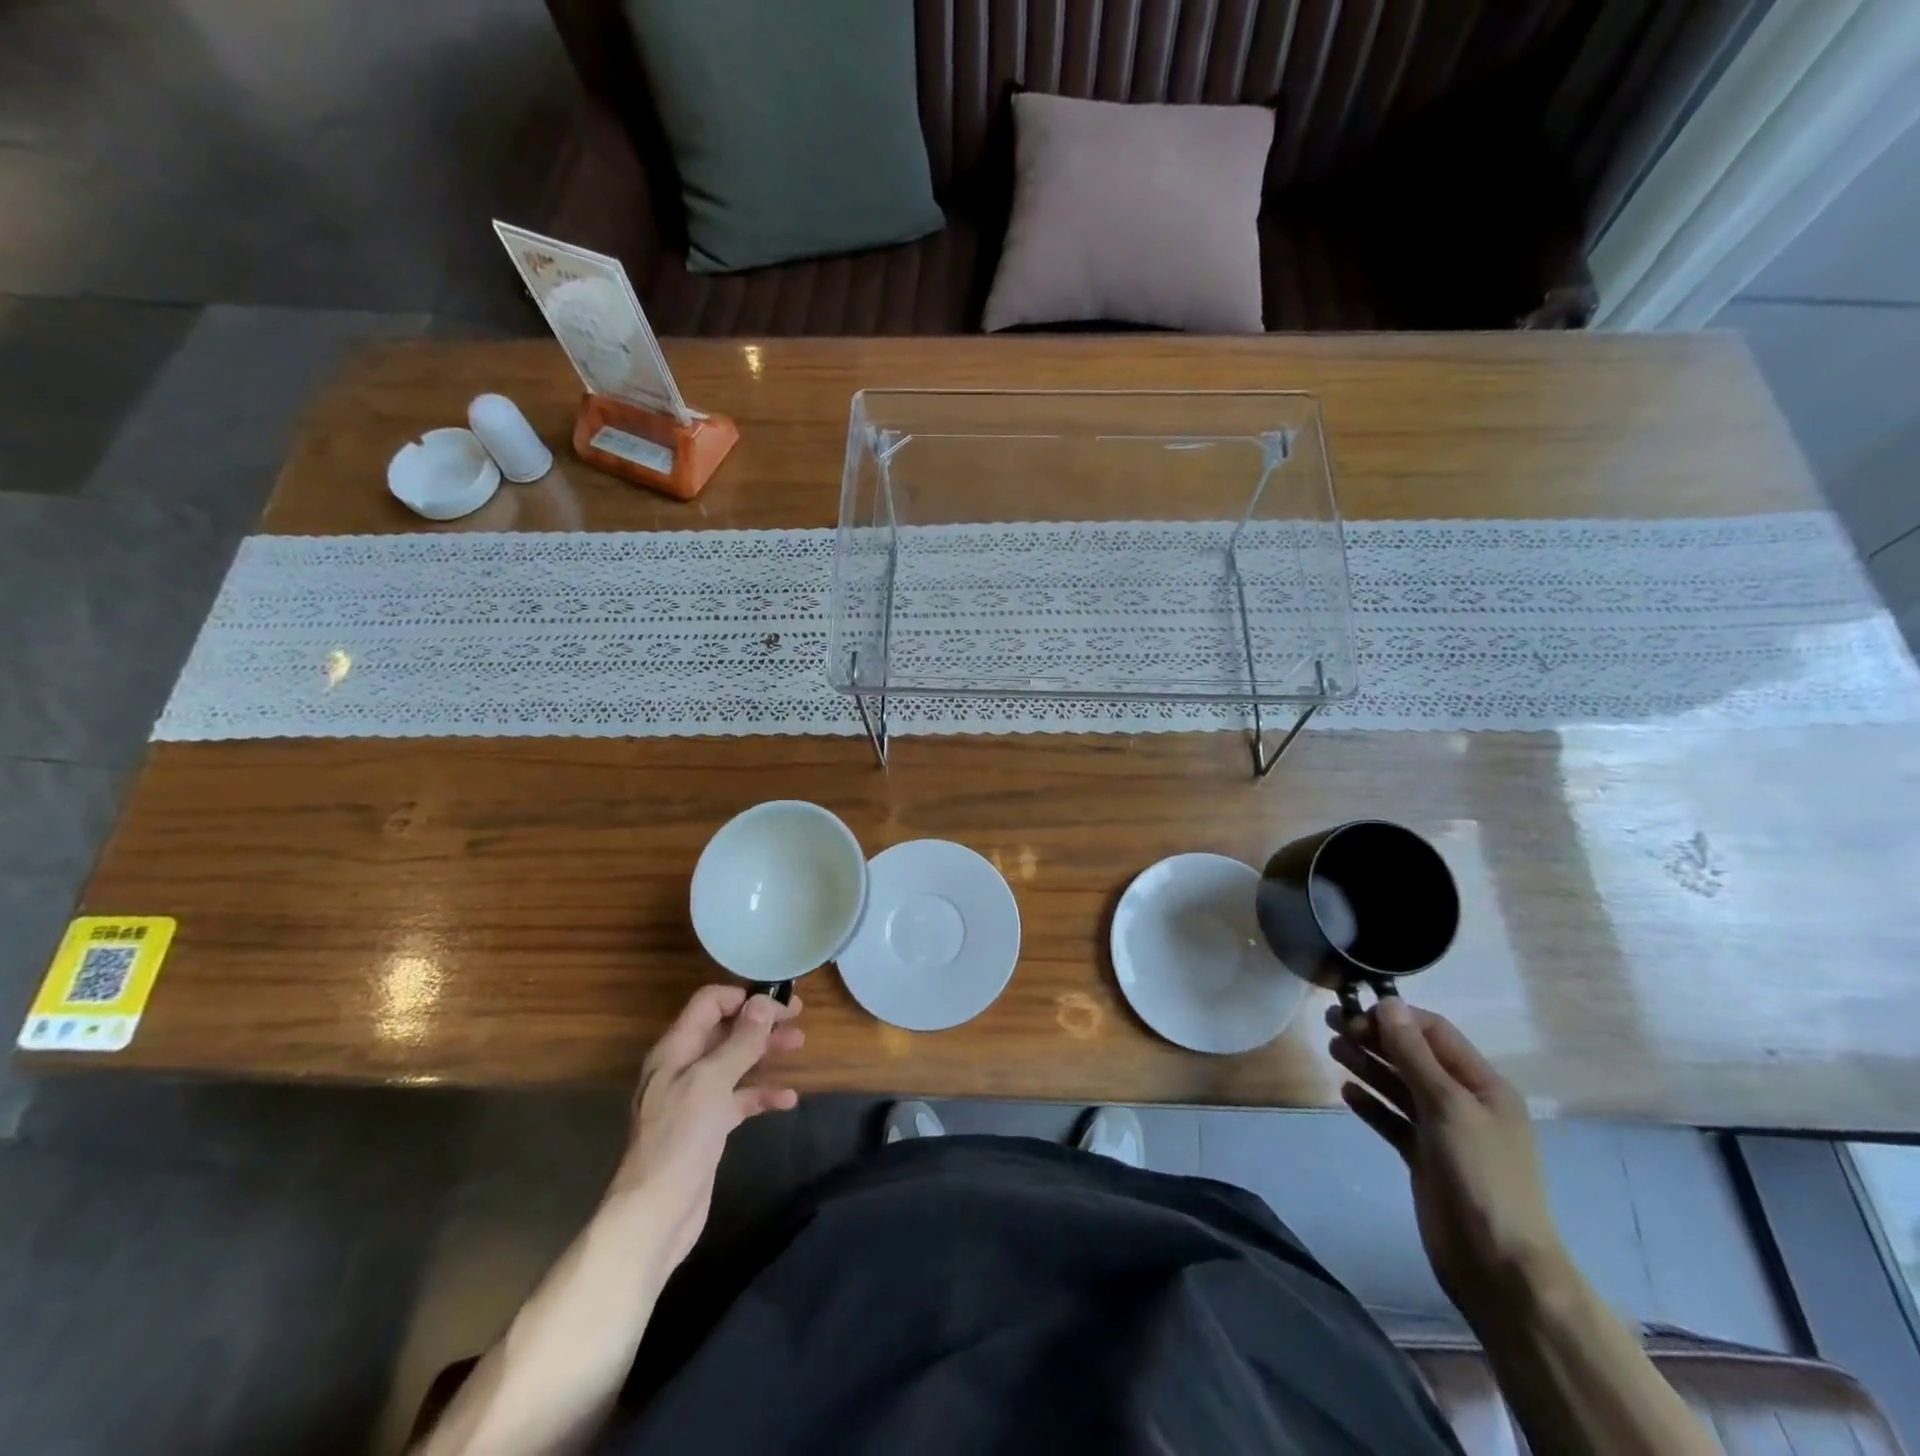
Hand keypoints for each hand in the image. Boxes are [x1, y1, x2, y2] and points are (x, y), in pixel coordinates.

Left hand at [609, 985, 803, 1273]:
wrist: (655, 1214)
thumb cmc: (680, 1139)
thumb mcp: (712, 1082)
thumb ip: (740, 1041)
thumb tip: (764, 1003)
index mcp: (676, 1049)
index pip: (709, 1003)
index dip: (743, 996)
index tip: (778, 1000)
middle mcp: (683, 1068)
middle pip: (725, 1030)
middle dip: (760, 1021)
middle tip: (797, 1017)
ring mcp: (695, 1099)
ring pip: (735, 1062)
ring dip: (765, 1051)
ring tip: (799, 1044)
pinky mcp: (707, 1127)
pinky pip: (738, 1099)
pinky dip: (762, 1094)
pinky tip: (788, 1099)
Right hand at [1326, 998, 1569, 1323]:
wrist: (1498, 1265)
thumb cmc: (1481, 1175)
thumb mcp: (1448, 1105)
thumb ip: (1414, 1054)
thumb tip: (1388, 1003)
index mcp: (1483, 1085)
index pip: (1434, 1033)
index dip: (1396, 1018)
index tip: (1355, 1012)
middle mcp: (1464, 1102)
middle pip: (1413, 1057)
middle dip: (1374, 1038)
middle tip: (1331, 1024)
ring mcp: (1443, 1132)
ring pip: (1399, 1086)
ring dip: (1367, 1065)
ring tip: (1332, 1049)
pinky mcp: (1424, 1158)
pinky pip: (1393, 1120)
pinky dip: (1371, 1104)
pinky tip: (1346, 1093)